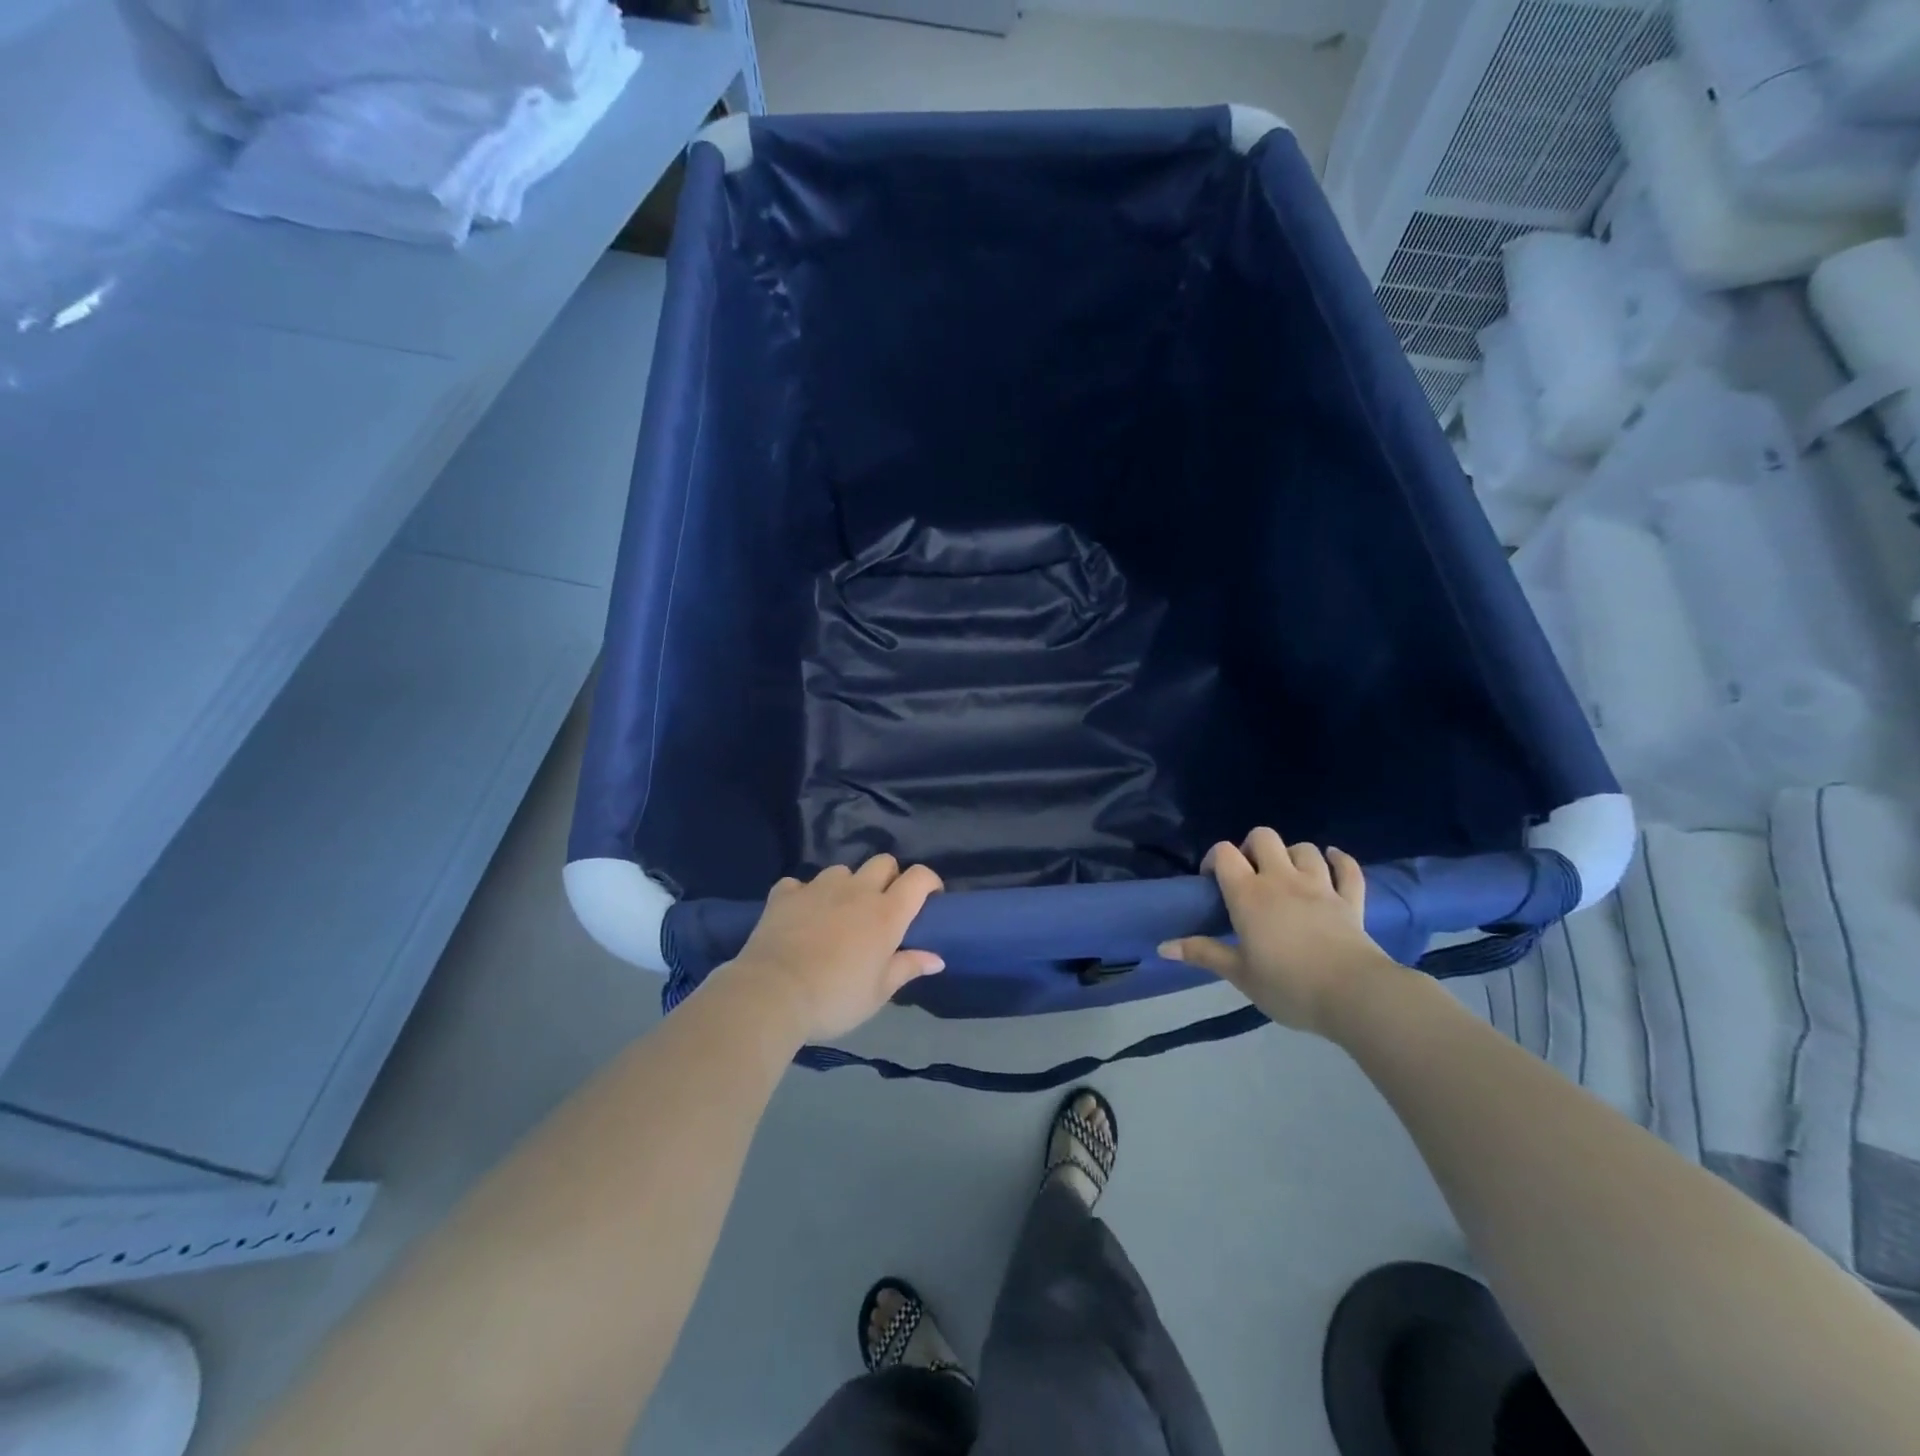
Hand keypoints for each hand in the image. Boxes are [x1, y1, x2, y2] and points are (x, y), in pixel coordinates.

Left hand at [723, 855, 944, 1043]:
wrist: (772, 994)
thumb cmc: (835, 998)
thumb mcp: (878, 992)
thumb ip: (907, 968)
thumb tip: (936, 959)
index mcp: (886, 913)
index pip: (919, 877)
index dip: (929, 882)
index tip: (930, 899)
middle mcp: (856, 891)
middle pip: (883, 862)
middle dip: (889, 877)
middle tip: (884, 906)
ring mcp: (818, 888)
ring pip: (842, 871)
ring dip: (847, 886)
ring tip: (839, 912)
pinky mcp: (785, 894)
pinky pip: (800, 884)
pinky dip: (804, 895)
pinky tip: (801, 914)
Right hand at [1159, 829, 1401, 1034]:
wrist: (1354, 995)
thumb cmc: (1288, 986)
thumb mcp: (1239, 974)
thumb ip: (1203, 954)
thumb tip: (1162, 946)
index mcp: (1249, 895)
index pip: (1224, 853)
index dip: (1214, 859)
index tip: (1212, 882)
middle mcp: (1282, 880)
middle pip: (1263, 837)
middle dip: (1252, 848)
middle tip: (1249, 875)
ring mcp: (1320, 886)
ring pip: (1304, 849)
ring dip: (1292, 855)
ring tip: (1287, 875)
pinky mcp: (1350, 900)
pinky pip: (1348, 869)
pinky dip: (1340, 860)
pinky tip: (1332, 860)